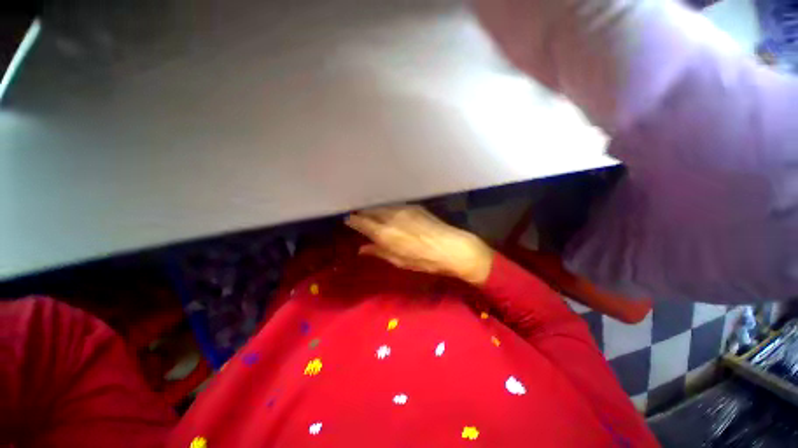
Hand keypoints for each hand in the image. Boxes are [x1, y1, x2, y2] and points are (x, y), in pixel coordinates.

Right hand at [345, 205, 493, 285]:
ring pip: (383, 207)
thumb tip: (362, 249)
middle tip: (359, 218)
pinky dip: (388, 209)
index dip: (354, 221)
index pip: (363, 223)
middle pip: (371, 211)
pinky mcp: (414, 207)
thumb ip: (379, 252)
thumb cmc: (424, 260)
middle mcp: (392, 217)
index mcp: (386, 233)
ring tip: (372, 215)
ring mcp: (404, 209)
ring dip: (375, 210)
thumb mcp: (399, 261)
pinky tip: (390, 214)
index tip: (349, 220)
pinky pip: (395, 206)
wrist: (452, 247)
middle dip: (364, 214)